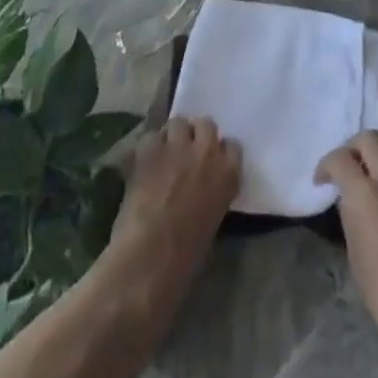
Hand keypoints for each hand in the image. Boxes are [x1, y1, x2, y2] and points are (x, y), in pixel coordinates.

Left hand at [106, 116, 241, 311]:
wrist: (152, 255)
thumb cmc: (187, 253)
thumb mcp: (213, 218)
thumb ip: (212, 191)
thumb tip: (201, 186)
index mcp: (229, 174)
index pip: (232, 146)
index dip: (219, 151)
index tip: (210, 160)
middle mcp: (207, 152)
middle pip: (206, 124)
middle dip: (196, 134)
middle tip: (185, 151)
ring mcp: (177, 146)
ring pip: (178, 122)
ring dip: (172, 135)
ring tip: (164, 152)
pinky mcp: (150, 148)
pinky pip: (151, 135)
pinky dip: (149, 146)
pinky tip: (144, 162)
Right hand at [316, 132, 377, 377]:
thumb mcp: (354, 252)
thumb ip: (350, 212)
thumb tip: (349, 197)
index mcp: (366, 195)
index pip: (341, 158)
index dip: (326, 165)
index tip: (322, 181)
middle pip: (370, 139)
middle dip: (353, 148)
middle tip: (347, 169)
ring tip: (371, 184)